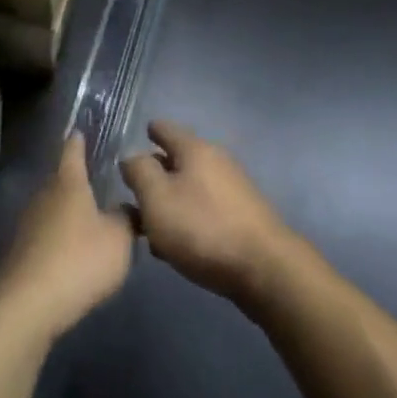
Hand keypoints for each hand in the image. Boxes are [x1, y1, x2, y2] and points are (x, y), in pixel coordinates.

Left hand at [0, 136, 134, 343]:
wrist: (27, 306)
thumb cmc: (79, 260)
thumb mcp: (119, 239)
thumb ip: (128, 219)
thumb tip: (129, 208)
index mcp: (68, 183)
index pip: (72, 151)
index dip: (78, 140)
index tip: (79, 130)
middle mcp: (43, 196)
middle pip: (61, 181)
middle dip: (77, 182)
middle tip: (97, 182)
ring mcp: (27, 225)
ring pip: (52, 210)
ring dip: (68, 214)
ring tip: (89, 222)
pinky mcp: (20, 254)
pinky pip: (45, 237)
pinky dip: (59, 240)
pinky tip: (72, 255)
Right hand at [120, 121, 294, 310]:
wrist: (264, 268)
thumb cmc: (202, 228)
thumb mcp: (157, 199)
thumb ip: (139, 172)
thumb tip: (132, 156)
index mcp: (195, 149)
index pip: (167, 129)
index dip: (152, 130)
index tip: (142, 132)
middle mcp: (217, 161)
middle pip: (180, 159)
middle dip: (158, 171)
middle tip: (135, 188)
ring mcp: (233, 189)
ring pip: (192, 187)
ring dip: (172, 200)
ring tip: (150, 224)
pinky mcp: (242, 216)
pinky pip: (206, 209)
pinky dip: (188, 218)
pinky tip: (178, 244)